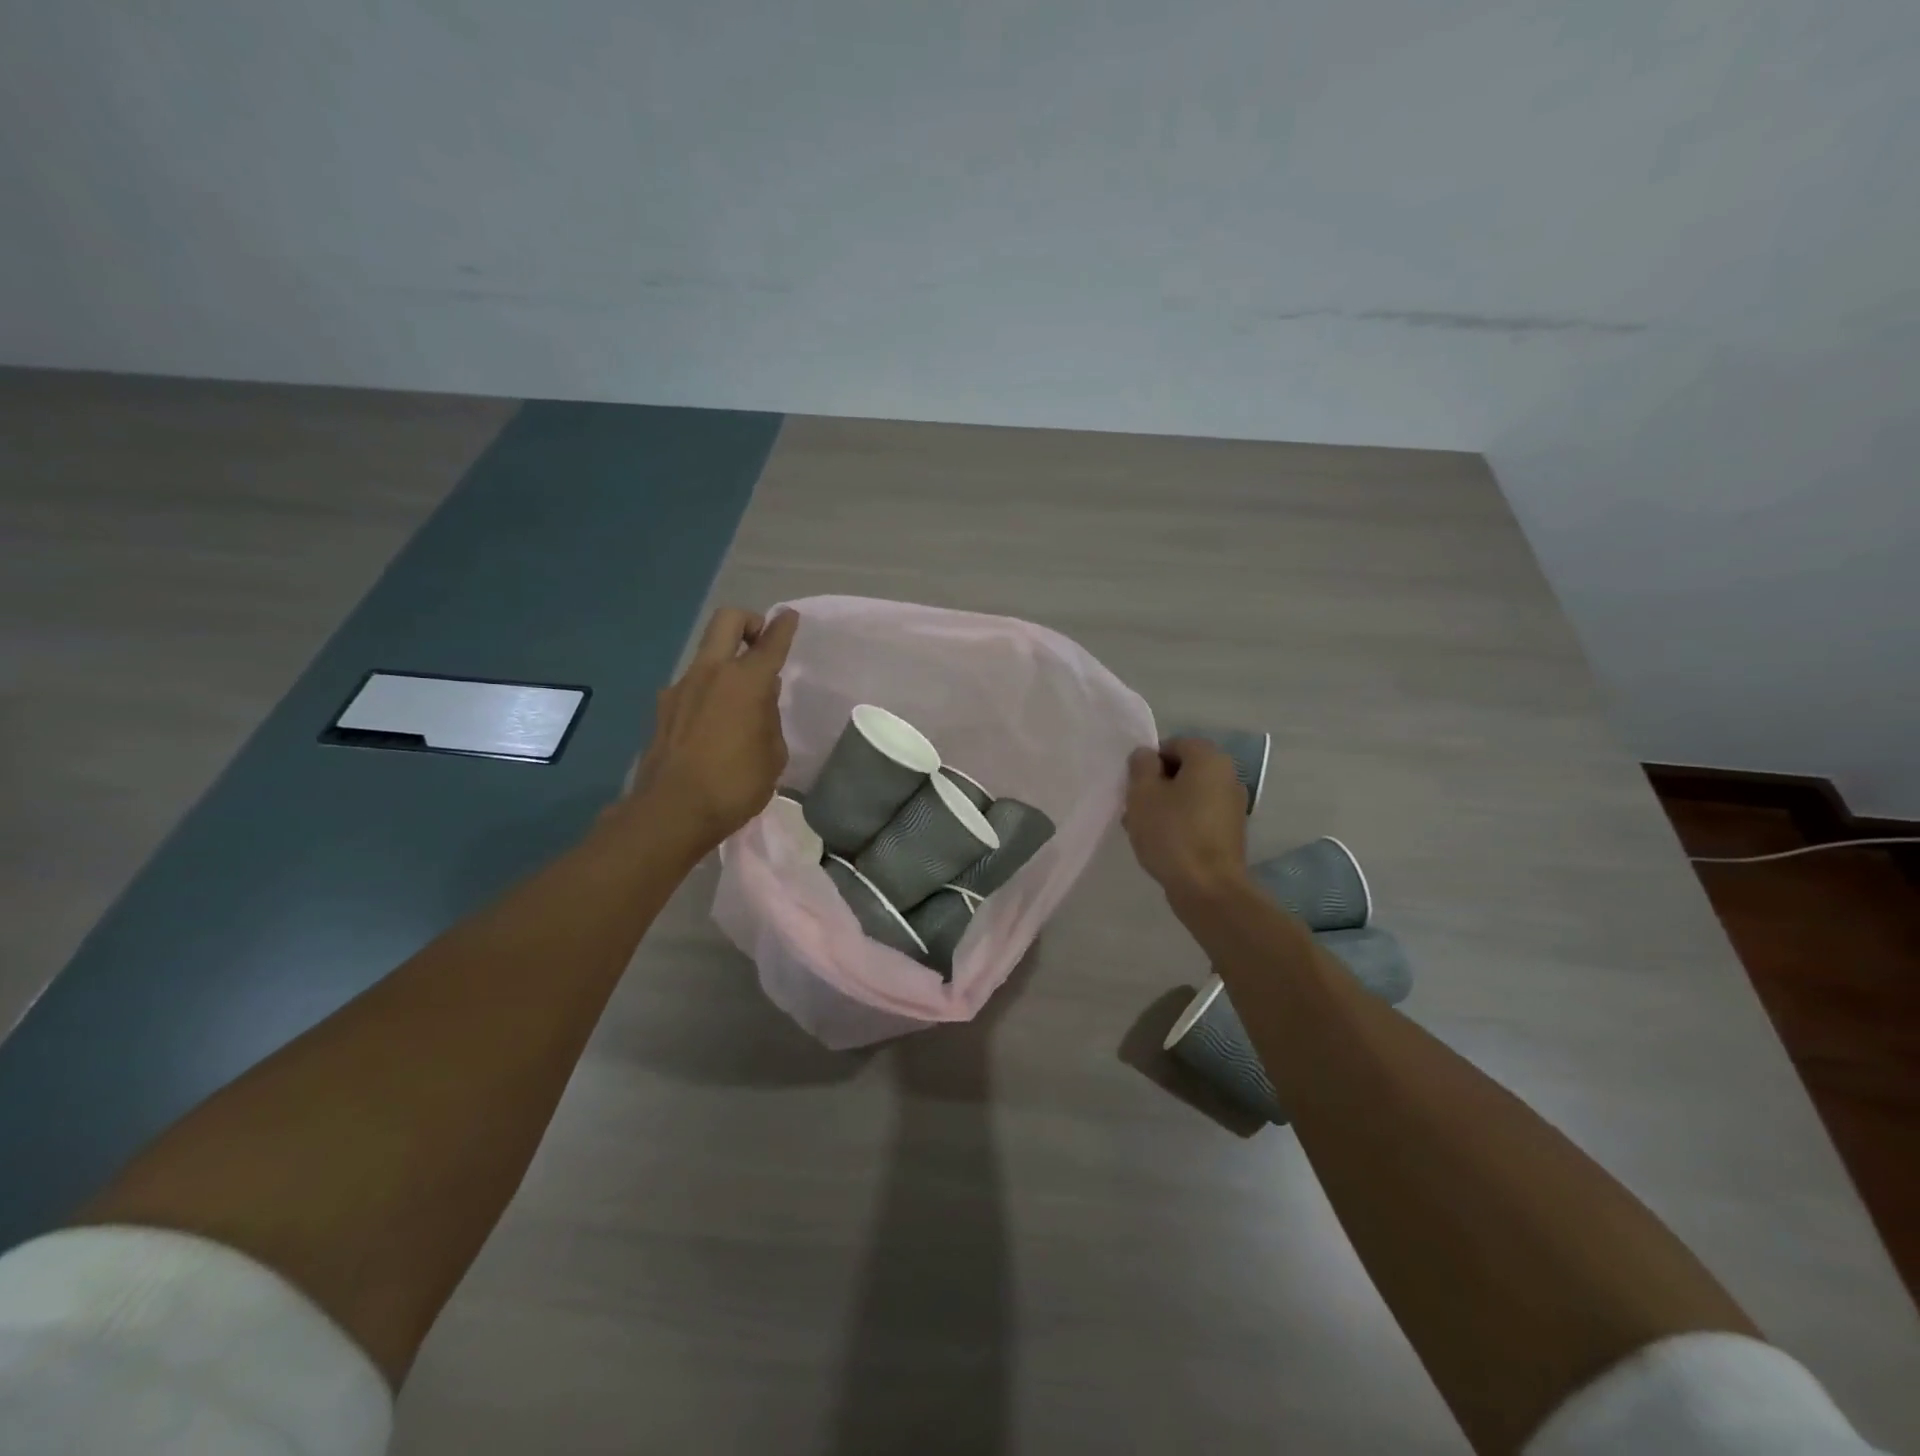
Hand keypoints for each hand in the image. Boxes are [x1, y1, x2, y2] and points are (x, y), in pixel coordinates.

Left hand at [621, 607, 798, 854]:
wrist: (671, 811)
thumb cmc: (735, 785)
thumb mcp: (773, 756)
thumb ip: (769, 720)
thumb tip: (760, 702)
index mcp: (747, 682)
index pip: (770, 642)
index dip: (784, 627)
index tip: (790, 617)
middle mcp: (711, 673)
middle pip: (727, 621)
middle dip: (749, 622)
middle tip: (760, 643)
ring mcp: (681, 688)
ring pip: (707, 655)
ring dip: (726, 663)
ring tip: (740, 701)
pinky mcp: (662, 709)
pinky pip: (692, 686)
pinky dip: (708, 692)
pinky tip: (714, 725)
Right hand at [1123, 738, 1251, 901]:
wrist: (1208, 888)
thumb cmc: (1172, 833)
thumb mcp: (1143, 793)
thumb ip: (1141, 766)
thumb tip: (1147, 755)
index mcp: (1209, 759)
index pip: (1174, 744)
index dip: (1149, 762)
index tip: (1134, 786)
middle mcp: (1228, 776)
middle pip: (1183, 770)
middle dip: (1156, 785)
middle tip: (1135, 808)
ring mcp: (1233, 806)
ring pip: (1189, 795)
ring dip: (1165, 806)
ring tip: (1142, 830)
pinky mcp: (1230, 832)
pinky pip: (1199, 816)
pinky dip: (1180, 823)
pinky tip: (1162, 844)